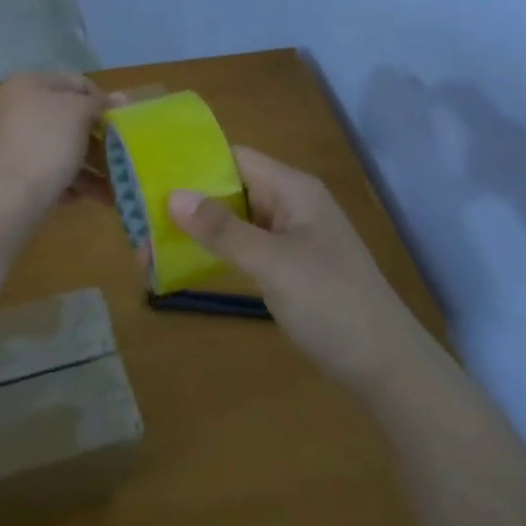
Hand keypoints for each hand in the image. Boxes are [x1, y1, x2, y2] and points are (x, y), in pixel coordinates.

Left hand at [0, 71, 108, 214]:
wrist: (0, 200)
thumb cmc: (44, 145)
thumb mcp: (78, 114)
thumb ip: (98, 103)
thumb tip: (119, 97)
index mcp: (25, 83)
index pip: (75, 82)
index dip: (102, 100)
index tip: (120, 124)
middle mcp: (9, 106)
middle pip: (63, 118)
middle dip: (94, 139)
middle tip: (117, 158)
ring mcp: (1, 140)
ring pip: (53, 147)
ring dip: (84, 166)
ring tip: (109, 189)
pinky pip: (38, 170)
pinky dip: (60, 181)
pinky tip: (77, 199)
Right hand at [167, 147, 436, 394]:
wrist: (387, 368)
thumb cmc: (332, 304)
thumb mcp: (272, 264)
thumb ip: (222, 230)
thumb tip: (172, 195)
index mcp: (293, 189)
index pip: (235, 157)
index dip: (193, 162)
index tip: (148, 175)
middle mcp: (291, 204)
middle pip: (230, 188)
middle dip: (187, 201)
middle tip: (137, 219)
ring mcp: (290, 237)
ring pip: (234, 221)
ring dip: (196, 230)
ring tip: (147, 245)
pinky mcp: (288, 267)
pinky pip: (244, 248)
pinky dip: (214, 253)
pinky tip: (181, 266)